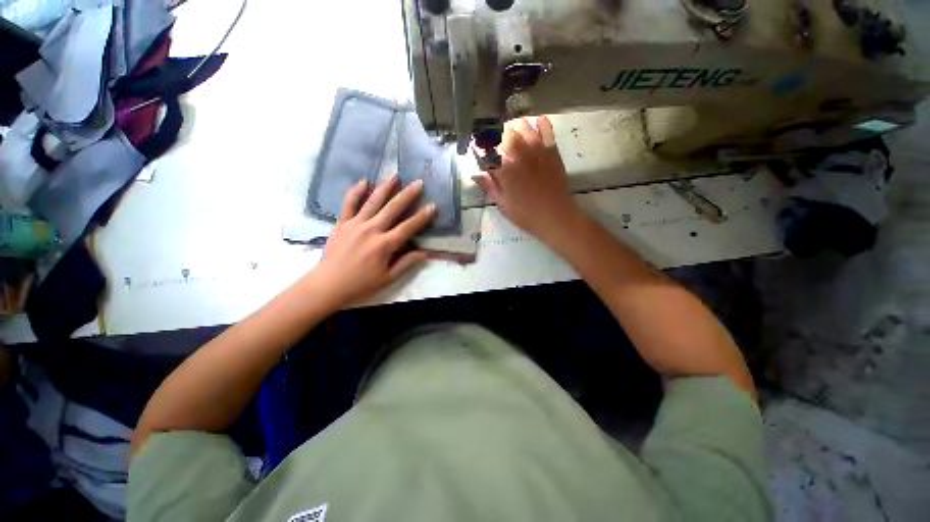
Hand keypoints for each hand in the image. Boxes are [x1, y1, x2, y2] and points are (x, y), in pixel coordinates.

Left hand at [310, 175, 435, 306]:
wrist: (328, 284)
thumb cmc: (361, 284)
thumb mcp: (388, 279)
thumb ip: (406, 264)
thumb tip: (424, 253)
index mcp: (385, 245)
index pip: (408, 227)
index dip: (422, 217)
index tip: (433, 206)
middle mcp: (372, 230)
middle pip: (393, 208)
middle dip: (408, 194)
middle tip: (418, 183)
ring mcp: (355, 224)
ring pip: (373, 201)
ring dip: (385, 187)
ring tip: (395, 175)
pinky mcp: (342, 223)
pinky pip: (349, 203)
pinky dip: (356, 191)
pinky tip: (364, 181)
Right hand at [473, 116, 581, 241]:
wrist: (555, 216)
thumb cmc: (526, 214)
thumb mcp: (502, 204)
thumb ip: (489, 186)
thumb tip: (475, 174)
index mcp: (504, 168)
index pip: (486, 150)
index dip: (479, 148)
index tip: (477, 150)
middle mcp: (519, 153)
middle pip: (502, 132)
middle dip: (494, 135)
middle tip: (492, 143)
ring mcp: (537, 148)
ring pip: (522, 125)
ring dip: (513, 127)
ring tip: (510, 134)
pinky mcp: (551, 149)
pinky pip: (545, 128)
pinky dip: (539, 123)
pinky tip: (535, 124)